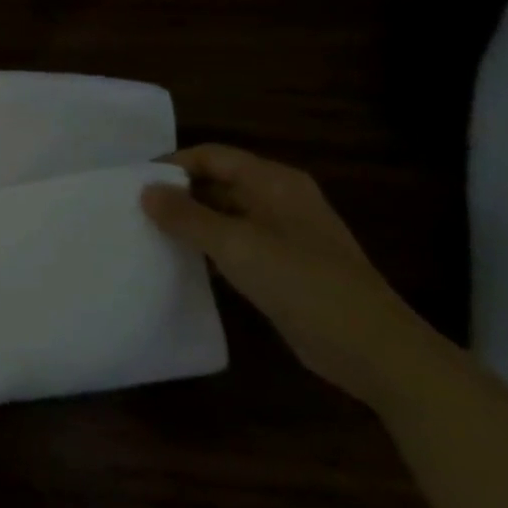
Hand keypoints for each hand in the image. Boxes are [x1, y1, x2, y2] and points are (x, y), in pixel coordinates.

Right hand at [141, 145, 436, 407]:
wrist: (374, 351)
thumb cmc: (303, 283)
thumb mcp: (236, 245)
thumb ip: (186, 216)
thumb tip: (145, 190)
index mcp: (274, 182)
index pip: (212, 156)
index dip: (172, 165)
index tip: (133, 184)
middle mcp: (279, 200)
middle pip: (218, 182)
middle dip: (178, 194)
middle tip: (135, 209)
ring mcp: (285, 235)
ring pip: (225, 215)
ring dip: (191, 222)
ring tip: (148, 233)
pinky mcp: (285, 268)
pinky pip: (236, 245)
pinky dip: (209, 248)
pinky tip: (182, 262)